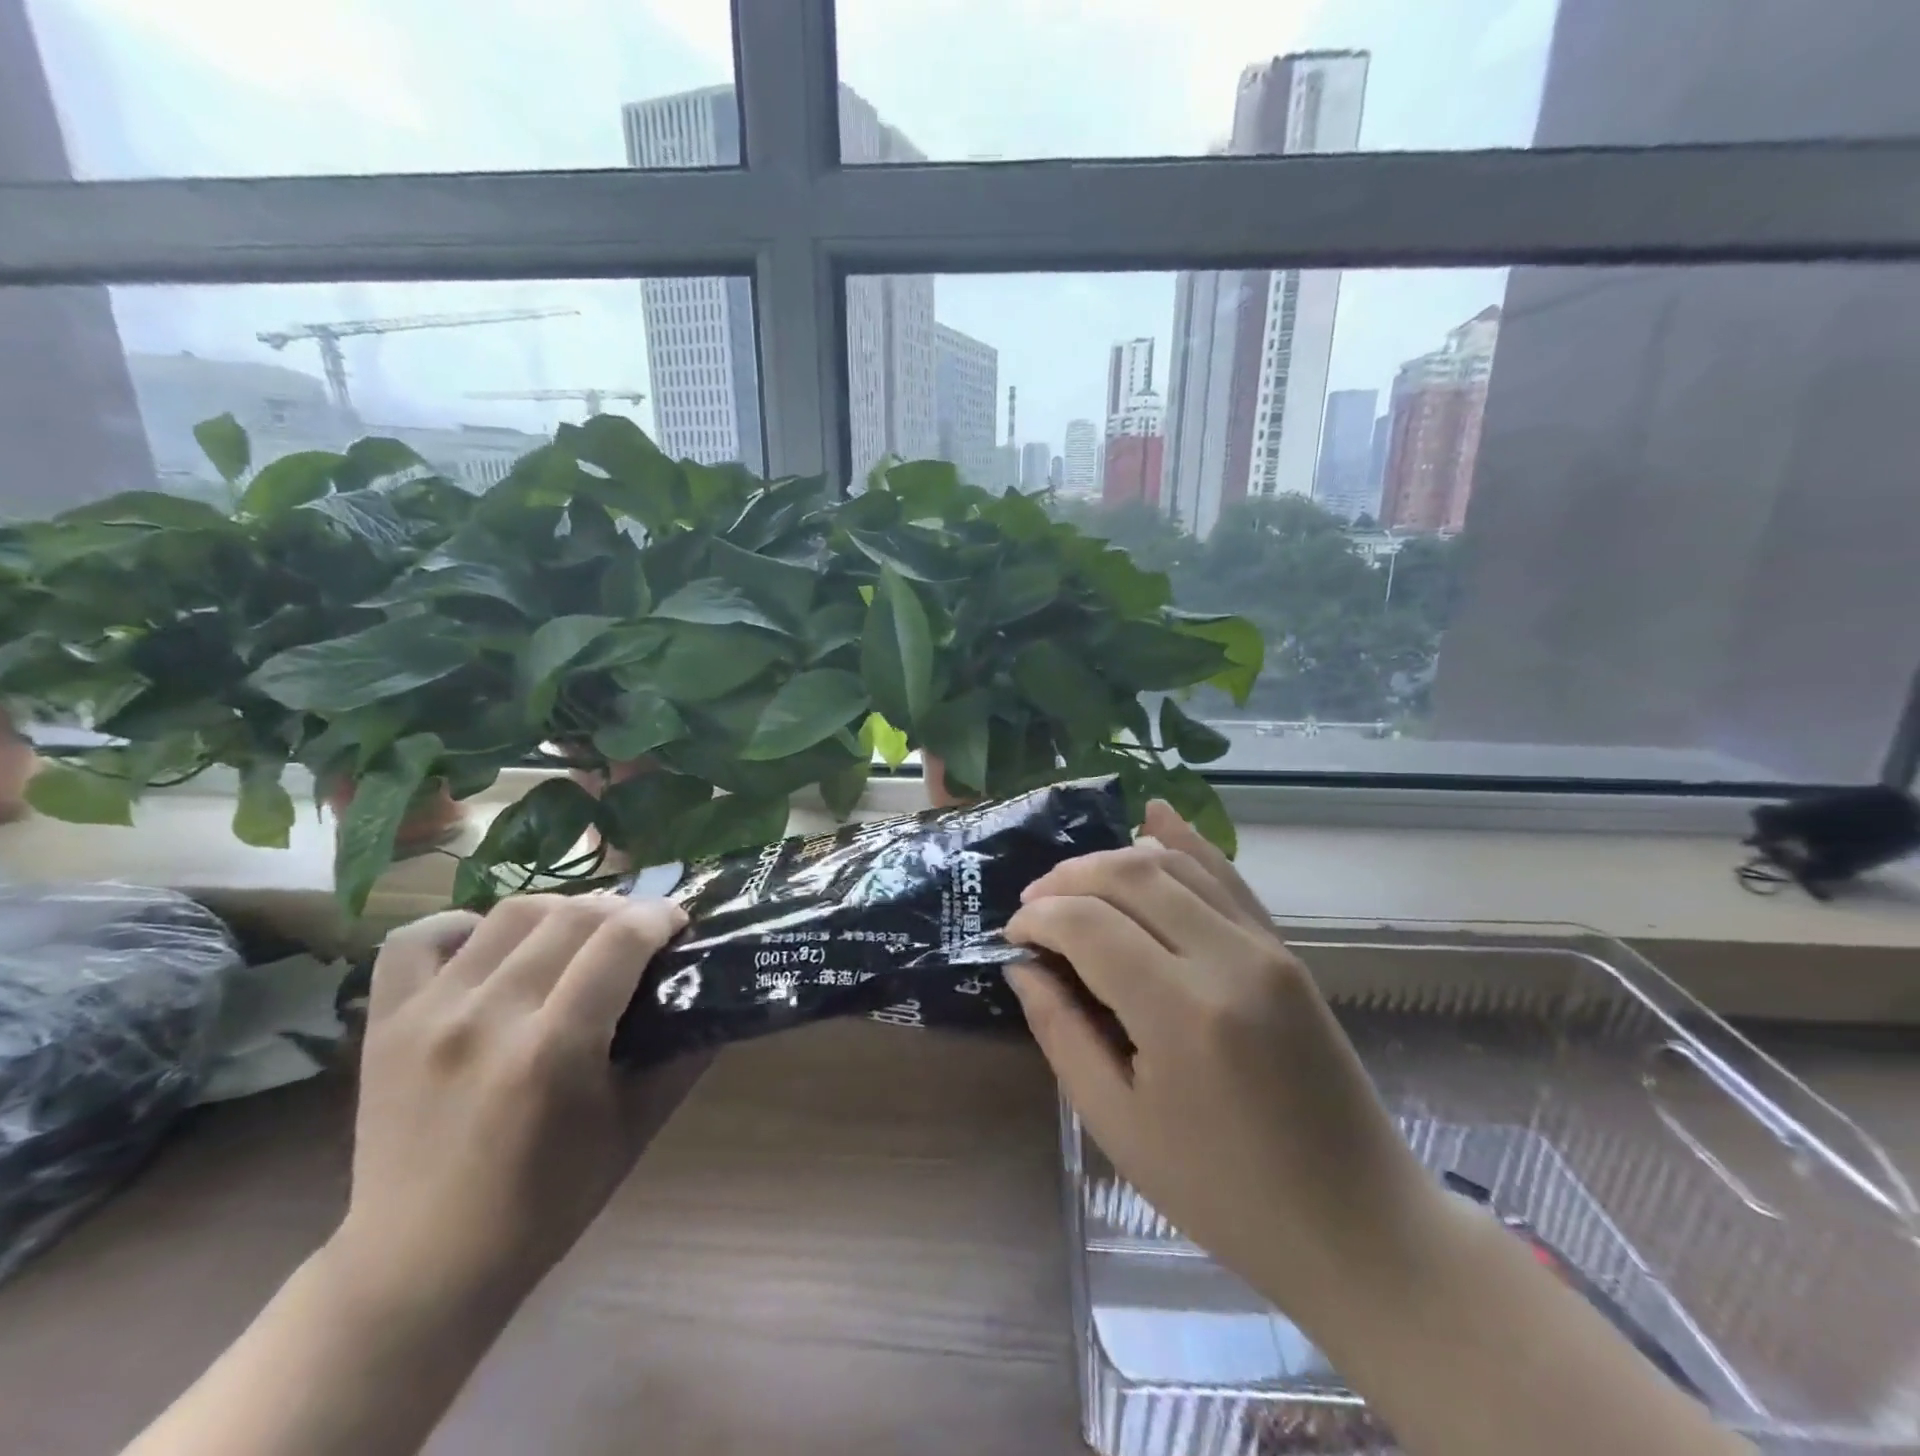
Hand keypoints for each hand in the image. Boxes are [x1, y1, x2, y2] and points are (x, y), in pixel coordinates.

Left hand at [332, 894, 706, 1310]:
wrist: (419, 1268)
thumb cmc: (545, 1204)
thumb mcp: (635, 1129)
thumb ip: (684, 1055)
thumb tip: (718, 991)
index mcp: (554, 1052)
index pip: (621, 939)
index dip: (661, 916)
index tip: (678, 923)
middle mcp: (488, 1019)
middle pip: (572, 915)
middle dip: (622, 908)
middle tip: (639, 930)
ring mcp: (428, 1016)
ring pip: (511, 912)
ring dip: (562, 910)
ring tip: (579, 933)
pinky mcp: (385, 1022)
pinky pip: (420, 937)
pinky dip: (463, 925)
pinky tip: (491, 947)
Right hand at [1004, 806, 1445, 1335]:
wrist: (1358, 1224)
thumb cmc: (1224, 1194)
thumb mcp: (1120, 1126)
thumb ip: (1062, 1033)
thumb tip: (1024, 967)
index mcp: (1182, 1014)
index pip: (1088, 924)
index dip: (1038, 918)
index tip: (1012, 936)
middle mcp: (1228, 959)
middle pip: (1129, 875)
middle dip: (1067, 878)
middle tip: (1032, 906)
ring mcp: (1266, 947)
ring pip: (1174, 865)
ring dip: (1113, 860)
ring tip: (1072, 884)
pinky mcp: (1285, 949)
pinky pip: (1226, 876)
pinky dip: (1184, 842)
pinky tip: (1155, 816)